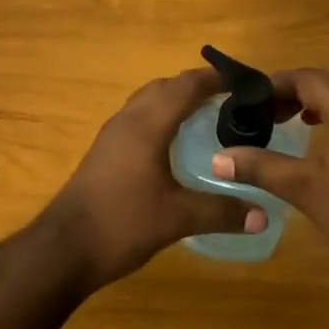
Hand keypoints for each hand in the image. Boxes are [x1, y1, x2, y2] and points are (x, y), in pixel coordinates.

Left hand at [40, 68, 265, 293]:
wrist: (63, 249)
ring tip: (207, 117)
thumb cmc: (122, 223)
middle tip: (231, 100)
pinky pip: (137, 120)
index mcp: (147, 125)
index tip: (246, 81)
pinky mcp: (104, 153)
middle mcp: (128, 121)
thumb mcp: (178, 218)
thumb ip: (222, 212)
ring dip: (175, 100)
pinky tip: (174, 145)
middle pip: (165, 87)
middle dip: (197, 86)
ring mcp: (111, 136)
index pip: (186, 86)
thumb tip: (265, 216)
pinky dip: (160, 118)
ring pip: (147, 102)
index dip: (216, 78)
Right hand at [213, 66, 328, 293]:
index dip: (272, 87)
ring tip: (286, 118)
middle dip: (294, 89)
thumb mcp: (305, 189)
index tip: (244, 103)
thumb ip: (260, 166)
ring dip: (318, 96)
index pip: (306, 77)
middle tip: (262, 112)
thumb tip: (218, 159)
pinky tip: (322, 131)